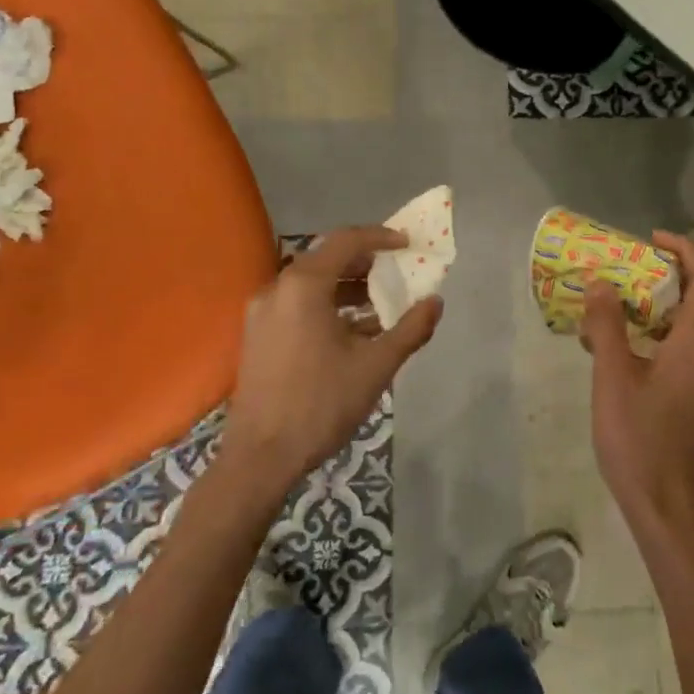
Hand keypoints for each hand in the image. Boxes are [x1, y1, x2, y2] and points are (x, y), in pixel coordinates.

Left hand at [224, 226, 441, 492]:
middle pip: (327, 259)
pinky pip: (298, 305)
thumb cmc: (321, 403)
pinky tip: (354, 331)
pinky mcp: (258, 335)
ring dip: (347, 287)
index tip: (407, 244)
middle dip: (365, 263)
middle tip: (397, 272)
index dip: (380, 237)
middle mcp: (277, 289)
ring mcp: (262, 313)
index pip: (346, 241)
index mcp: (303, 286)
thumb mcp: (376, 366)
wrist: (261, 456)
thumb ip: (410, 329)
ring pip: (312, 284)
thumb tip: (436, 302)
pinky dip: (328, 306)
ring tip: (382, 305)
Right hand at [582, 232, 693, 550]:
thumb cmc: (643, 442)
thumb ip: (607, 326)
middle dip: (669, 276)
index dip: (683, 249)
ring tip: (619, 307)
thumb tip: (600, 282)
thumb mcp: (613, 379)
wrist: (675, 515)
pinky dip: (664, 337)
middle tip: (626, 270)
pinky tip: (628, 353)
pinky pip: (692, 352)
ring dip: (664, 308)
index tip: (649, 239)